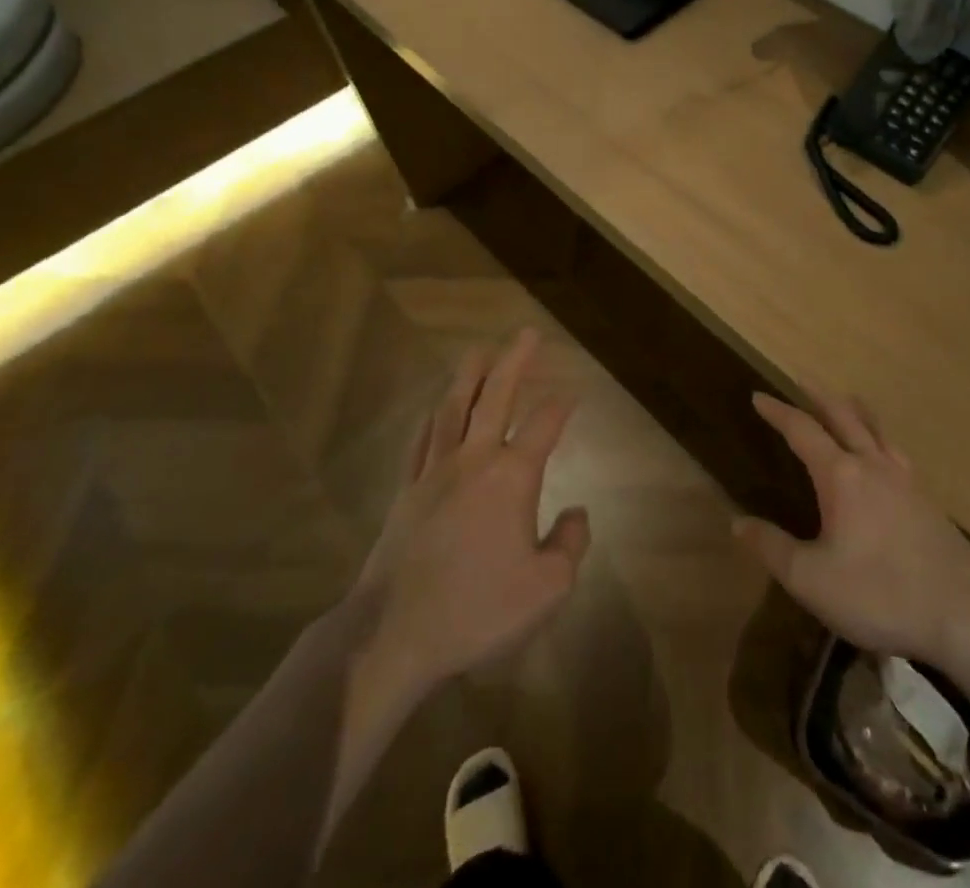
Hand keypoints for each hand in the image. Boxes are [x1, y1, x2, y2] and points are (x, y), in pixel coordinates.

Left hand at [355, 329, 588, 698]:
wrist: (393, 636)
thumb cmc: (477, 610)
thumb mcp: (547, 588)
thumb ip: (570, 544)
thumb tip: (576, 512)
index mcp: (511, 477)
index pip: (543, 426)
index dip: (562, 406)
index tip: (573, 393)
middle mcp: (473, 460)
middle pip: (495, 397)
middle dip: (514, 361)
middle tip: (526, 333)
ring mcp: (434, 473)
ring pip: (453, 408)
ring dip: (469, 375)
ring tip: (478, 350)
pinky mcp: (406, 492)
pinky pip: (421, 441)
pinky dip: (432, 418)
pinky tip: (435, 408)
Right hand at [734, 393, 969, 667]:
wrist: (966, 614)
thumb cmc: (880, 594)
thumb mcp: (812, 580)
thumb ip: (773, 548)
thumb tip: (737, 522)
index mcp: (841, 476)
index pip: (802, 430)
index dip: (778, 412)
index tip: (758, 396)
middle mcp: (873, 465)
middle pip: (843, 416)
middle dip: (818, 396)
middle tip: (801, 379)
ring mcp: (906, 479)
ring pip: (876, 429)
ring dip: (854, 410)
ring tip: (846, 400)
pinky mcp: (927, 500)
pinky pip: (896, 451)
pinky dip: (880, 437)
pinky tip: (884, 454)